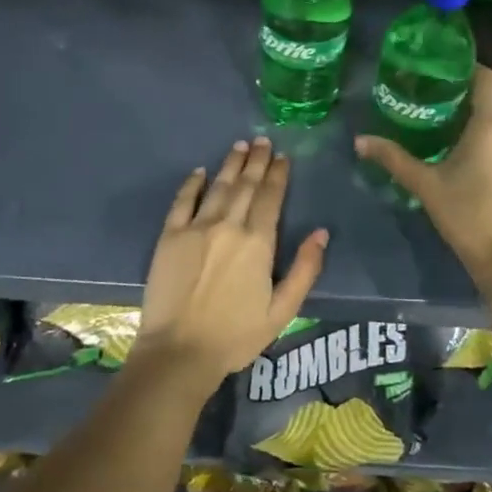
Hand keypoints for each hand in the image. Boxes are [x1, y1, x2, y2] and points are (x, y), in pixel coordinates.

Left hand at [137, 137, 328, 386]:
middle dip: (257, 161)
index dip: (278, 175)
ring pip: (218, 186)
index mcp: (258, 243)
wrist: (179, 351)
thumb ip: (305, 269)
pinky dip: (192, 183)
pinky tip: (200, 171)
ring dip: (230, 164)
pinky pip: (182, 201)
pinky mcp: (170, 236)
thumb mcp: (283, 310)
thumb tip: (321, 232)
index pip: (271, 198)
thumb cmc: (236, 336)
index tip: (283, 157)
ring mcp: (196, 228)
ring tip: (240, 146)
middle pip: (245, 185)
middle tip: (263, 140)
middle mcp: (229, 225)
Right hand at [355, 65, 491, 301]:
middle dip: (458, 94)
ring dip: (470, 116)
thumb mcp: (426, 185)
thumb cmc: (468, 215)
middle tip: (424, 95)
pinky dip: (482, 134)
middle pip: (488, 97)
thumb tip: (360, 140)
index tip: (434, 68)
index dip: (461, 67)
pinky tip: (457, 146)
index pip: (483, 76)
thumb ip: (394, 158)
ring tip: (436, 120)